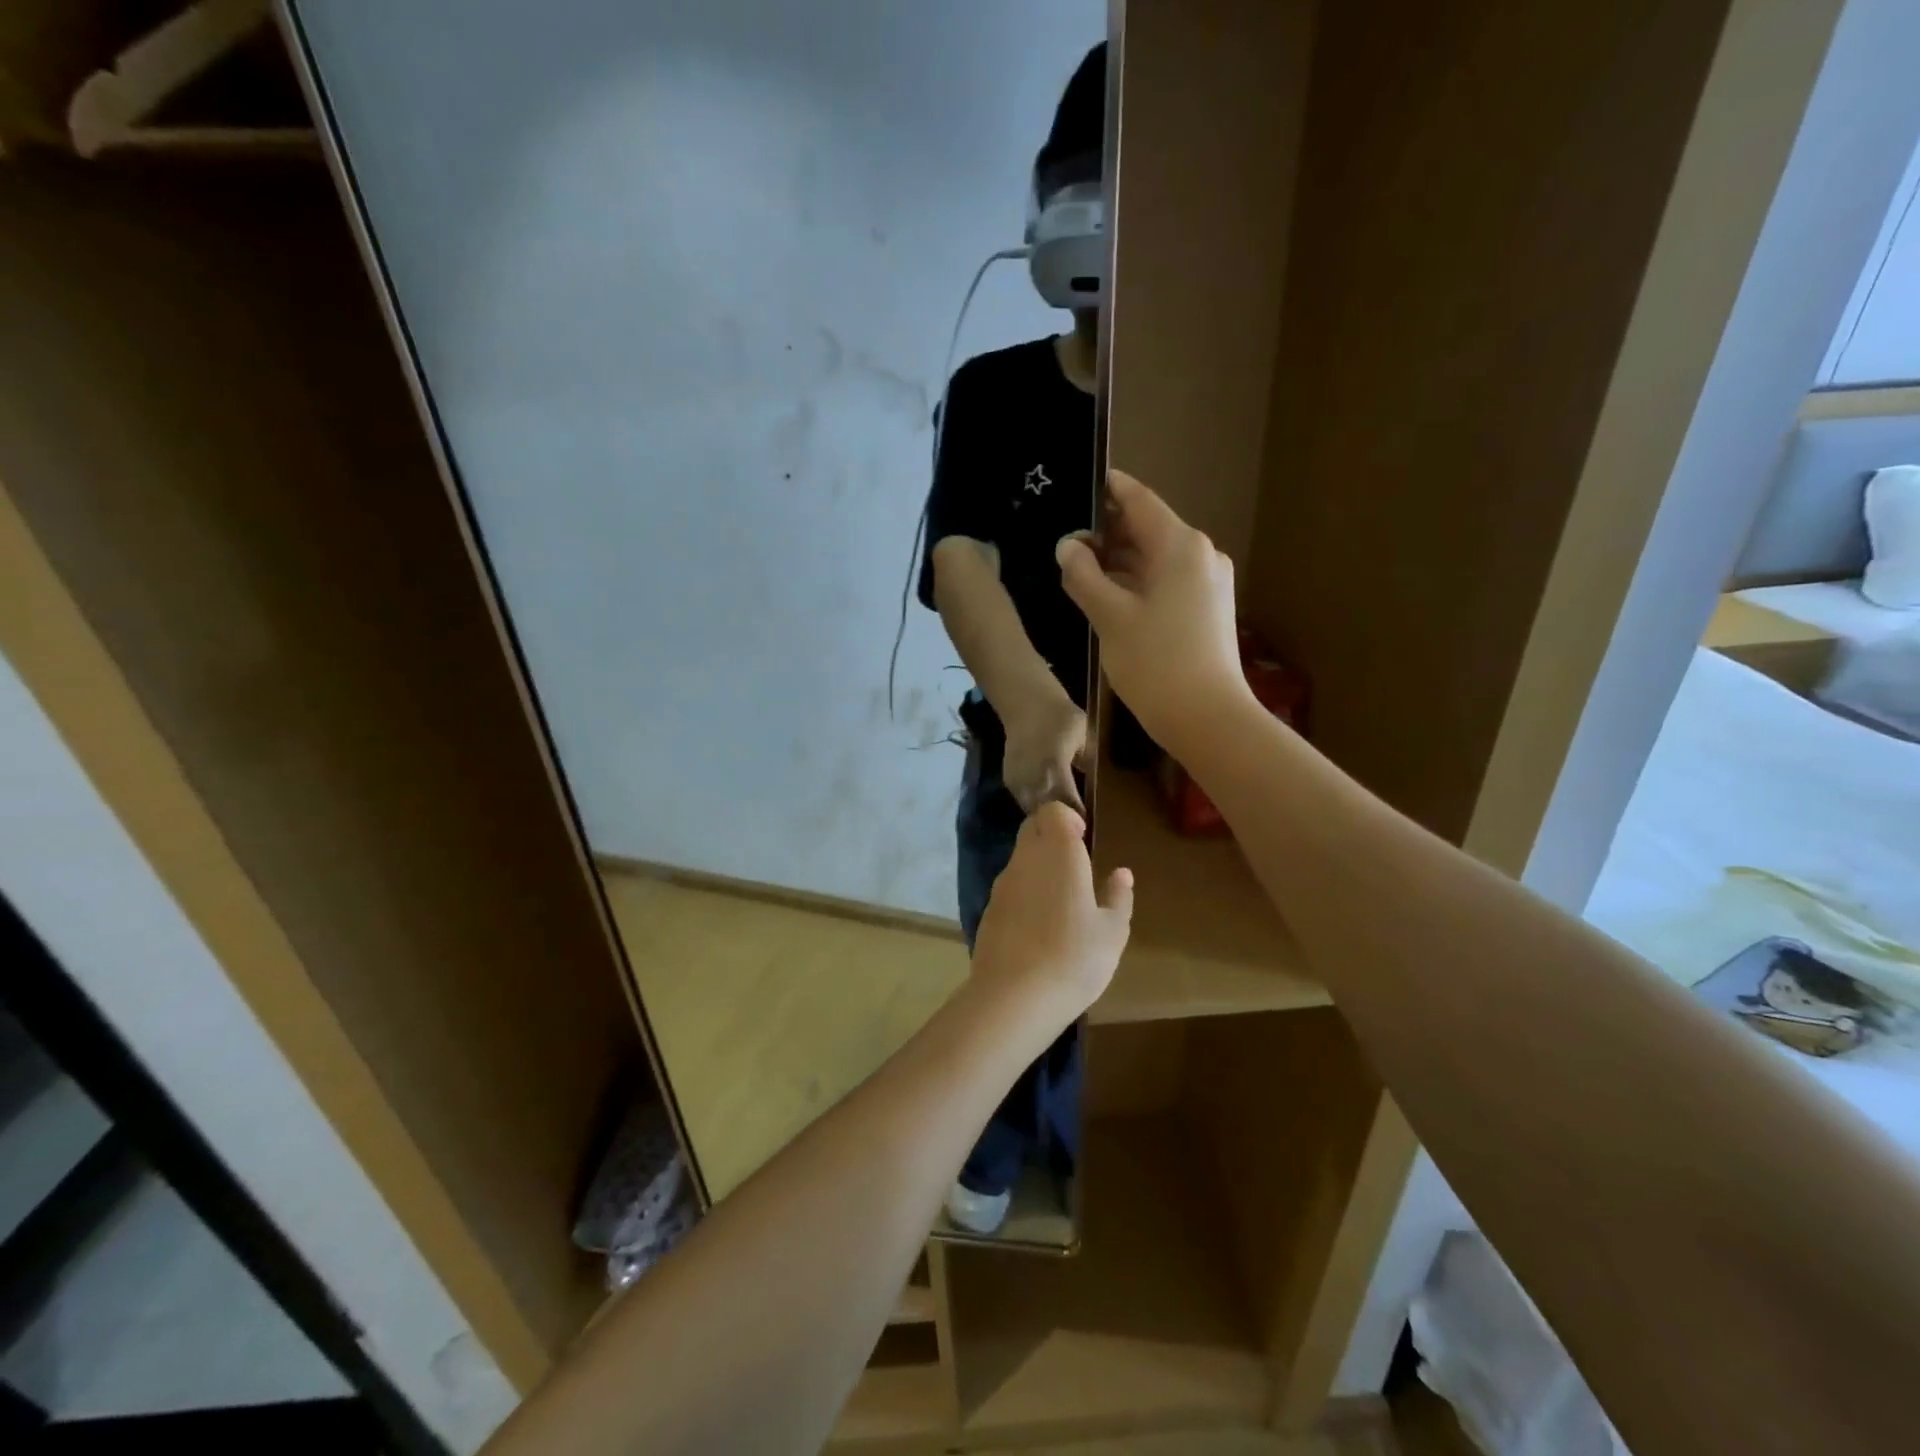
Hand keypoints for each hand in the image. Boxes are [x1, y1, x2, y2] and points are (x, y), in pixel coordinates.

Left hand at [970, 803, 1132, 1020]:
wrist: (1014, 997)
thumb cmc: (1074, 958)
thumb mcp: (1112, 932)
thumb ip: (1118, 897)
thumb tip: (1122, 873)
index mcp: (1058, 853)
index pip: (1052, 811)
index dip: (1068, 818)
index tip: (1084, 840)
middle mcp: (1025, 859)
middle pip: (1032, 828)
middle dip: (1051, 835)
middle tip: (1076, 865)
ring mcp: (1002, 884)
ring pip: (1019, 857)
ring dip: (1038, 865)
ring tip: (1061, 899)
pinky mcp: (988, 909)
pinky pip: (1009, 885)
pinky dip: (1024, 891)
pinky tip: (1039, 924)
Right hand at [1000, 690, 1087, 816]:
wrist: (1027, 703)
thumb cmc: (1061, 716)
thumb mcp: (1086, 737)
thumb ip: (1089, 764)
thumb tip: (1095, 789)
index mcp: (1054, 769)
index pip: (1069, 805)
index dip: (1079, 819)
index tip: (1090, 827)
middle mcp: (1033, 779)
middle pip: (1048, 814)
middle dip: (1062, 823)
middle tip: (1076, 830)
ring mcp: (1018, 781)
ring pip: (1033, 811)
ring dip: (1046, 817)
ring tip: (1061, 823)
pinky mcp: (1009, 780)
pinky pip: (1023, 802)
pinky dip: (1035, 807)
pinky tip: (1047, 807)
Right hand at [1055, 470, 1246, 753]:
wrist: (1207, 718)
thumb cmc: (1155, 662)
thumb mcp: (1109, 617)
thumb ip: (1083, 576)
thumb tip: (1067, 547)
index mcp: (1179, 545)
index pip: (1139, 501)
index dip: (1109, 489)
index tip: (1082, 483)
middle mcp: (1200, 555)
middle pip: (1148, 529)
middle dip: (1108, 532)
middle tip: (1067, 540)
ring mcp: (1208, 583)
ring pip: (1156, 559)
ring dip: (1120, 561)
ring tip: (1080, 570)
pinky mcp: (1208, 610)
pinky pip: (1167, 582)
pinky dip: (1138, 582)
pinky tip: (1110, 598)